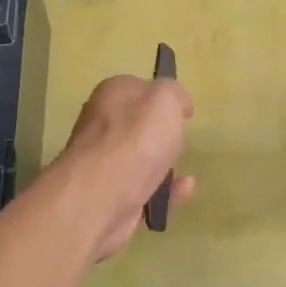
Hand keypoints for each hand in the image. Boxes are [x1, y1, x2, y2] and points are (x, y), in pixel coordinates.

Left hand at [54, 74, 194, 258]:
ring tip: (184, 168)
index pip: (141, 88)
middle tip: (181, 140)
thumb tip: (178, 104)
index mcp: (112, 94)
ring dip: (164, 163)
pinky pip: (145, 189)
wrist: (100, 198)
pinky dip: (165, 189)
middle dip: (162, 133)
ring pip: (141, 158)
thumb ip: (175, 94)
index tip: (185, 113)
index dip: (164, 99)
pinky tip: (183, 189)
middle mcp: (102, 125)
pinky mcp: (111, 196)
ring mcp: (104, 163)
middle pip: (140, 125)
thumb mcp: (166, 99)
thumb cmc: (135, 140)